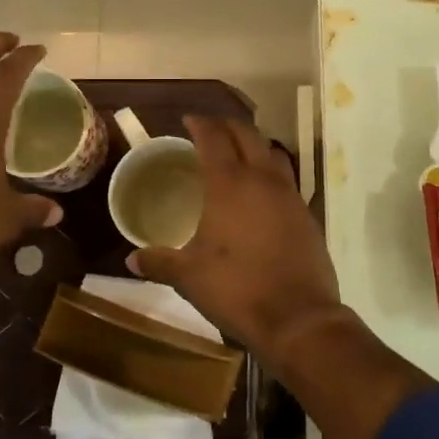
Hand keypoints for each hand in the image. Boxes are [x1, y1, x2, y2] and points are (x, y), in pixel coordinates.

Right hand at [129, 116, 342, 362]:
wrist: (298, 317)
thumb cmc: (236, 289)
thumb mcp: (189, 276)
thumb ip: (159, 263)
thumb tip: (131, 260)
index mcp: (230, 184)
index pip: (214, 139)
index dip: (200, 125)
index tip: (188, 121)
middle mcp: (262, 179)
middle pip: (248, 135)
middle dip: (227, 126)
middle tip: (210, 130)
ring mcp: (290, 195)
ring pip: (273, 152)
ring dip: (254, 145)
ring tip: (238, 154)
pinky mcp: (307, 214)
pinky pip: (287, 179)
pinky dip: (271, 173)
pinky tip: (261, 192)